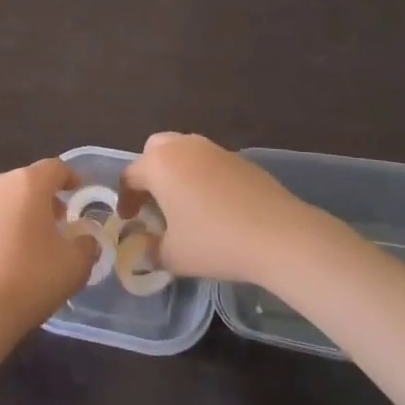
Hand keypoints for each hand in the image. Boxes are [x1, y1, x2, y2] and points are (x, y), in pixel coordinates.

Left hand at [0, 158, 96, 338]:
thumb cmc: (30, 280)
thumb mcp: (75, 265)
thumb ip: (85, 245)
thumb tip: (84, 240)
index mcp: (27, 184)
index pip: (54, 168)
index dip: (69, 177)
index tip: (76, 190)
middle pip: (23, 183)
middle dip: (39, 199)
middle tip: (52, 224)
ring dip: (11, 213)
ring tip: (20, 242)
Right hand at [120, 133, 315, 283]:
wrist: (279, 235)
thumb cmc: (215, 242)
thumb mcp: (173, 256)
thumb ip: (151, 250)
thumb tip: (144, 247)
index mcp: (160, 165)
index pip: (130, 175)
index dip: (125, 199)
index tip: (129, 220)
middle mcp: (184, 148)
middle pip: (155, 149)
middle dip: (149, 172)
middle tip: (153, 201)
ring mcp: (215, 150)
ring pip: (185, 151)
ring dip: (177, 171)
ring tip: (183, 203)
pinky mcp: (241, 159)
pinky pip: (210, 161)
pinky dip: (203, 176)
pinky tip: (214, 205)